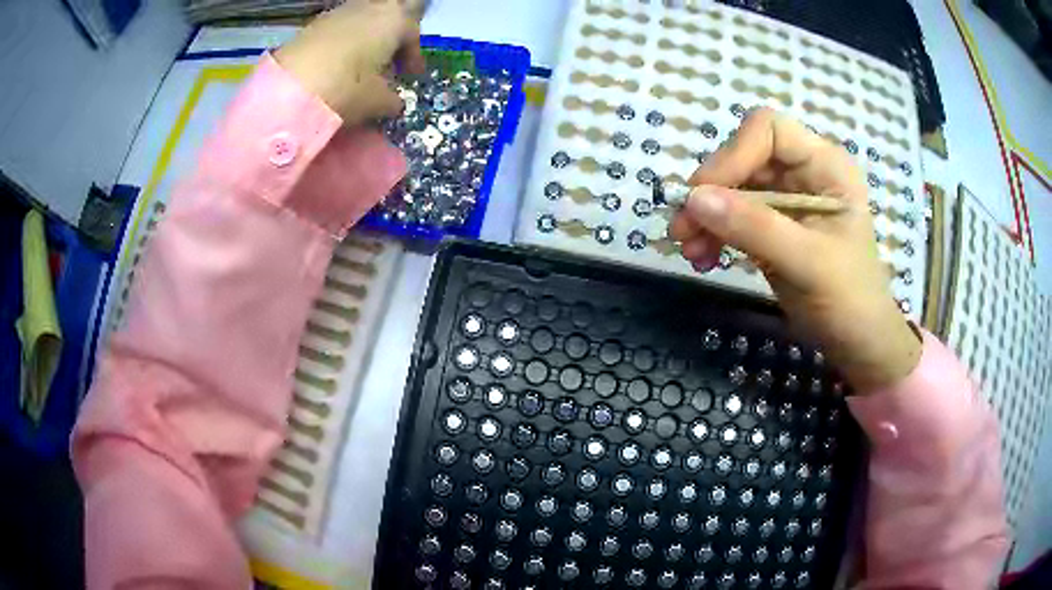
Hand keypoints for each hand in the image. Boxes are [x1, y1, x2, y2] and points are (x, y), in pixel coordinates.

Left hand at [274, 0, 425, 125]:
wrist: (287, 89)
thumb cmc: (346, 87)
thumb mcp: (377, 101)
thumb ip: (392, 99)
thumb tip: (393, 102)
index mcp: (394, 19)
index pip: (413, 31)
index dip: (413, 55)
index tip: (411, 76)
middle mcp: (370, 7)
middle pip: (389, 15)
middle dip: (392, 35)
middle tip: (389, 60)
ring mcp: (339, 12)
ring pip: (363, 19)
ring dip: (367, 38)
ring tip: (361, 66)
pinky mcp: (313, 24)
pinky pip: (339, 28)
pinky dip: (344, 42)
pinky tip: (337, 65)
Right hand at [670, 108, 920, 391]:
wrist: (857, 341)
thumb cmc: (849, 299)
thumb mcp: (807, 262)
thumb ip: (756, 228)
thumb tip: (693, 199)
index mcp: (825, 166)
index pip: (769, 131)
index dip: (734, 154)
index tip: (704, 195)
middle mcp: (803, 171)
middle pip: (743, 157)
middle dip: (711, 192)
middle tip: (682, 230)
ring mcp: (787, 197)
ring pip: (732, 187)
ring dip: (705, 215)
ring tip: (689, 251)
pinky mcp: (772, 224)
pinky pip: (732, 215)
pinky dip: (713, 233)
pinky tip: (703, 258)